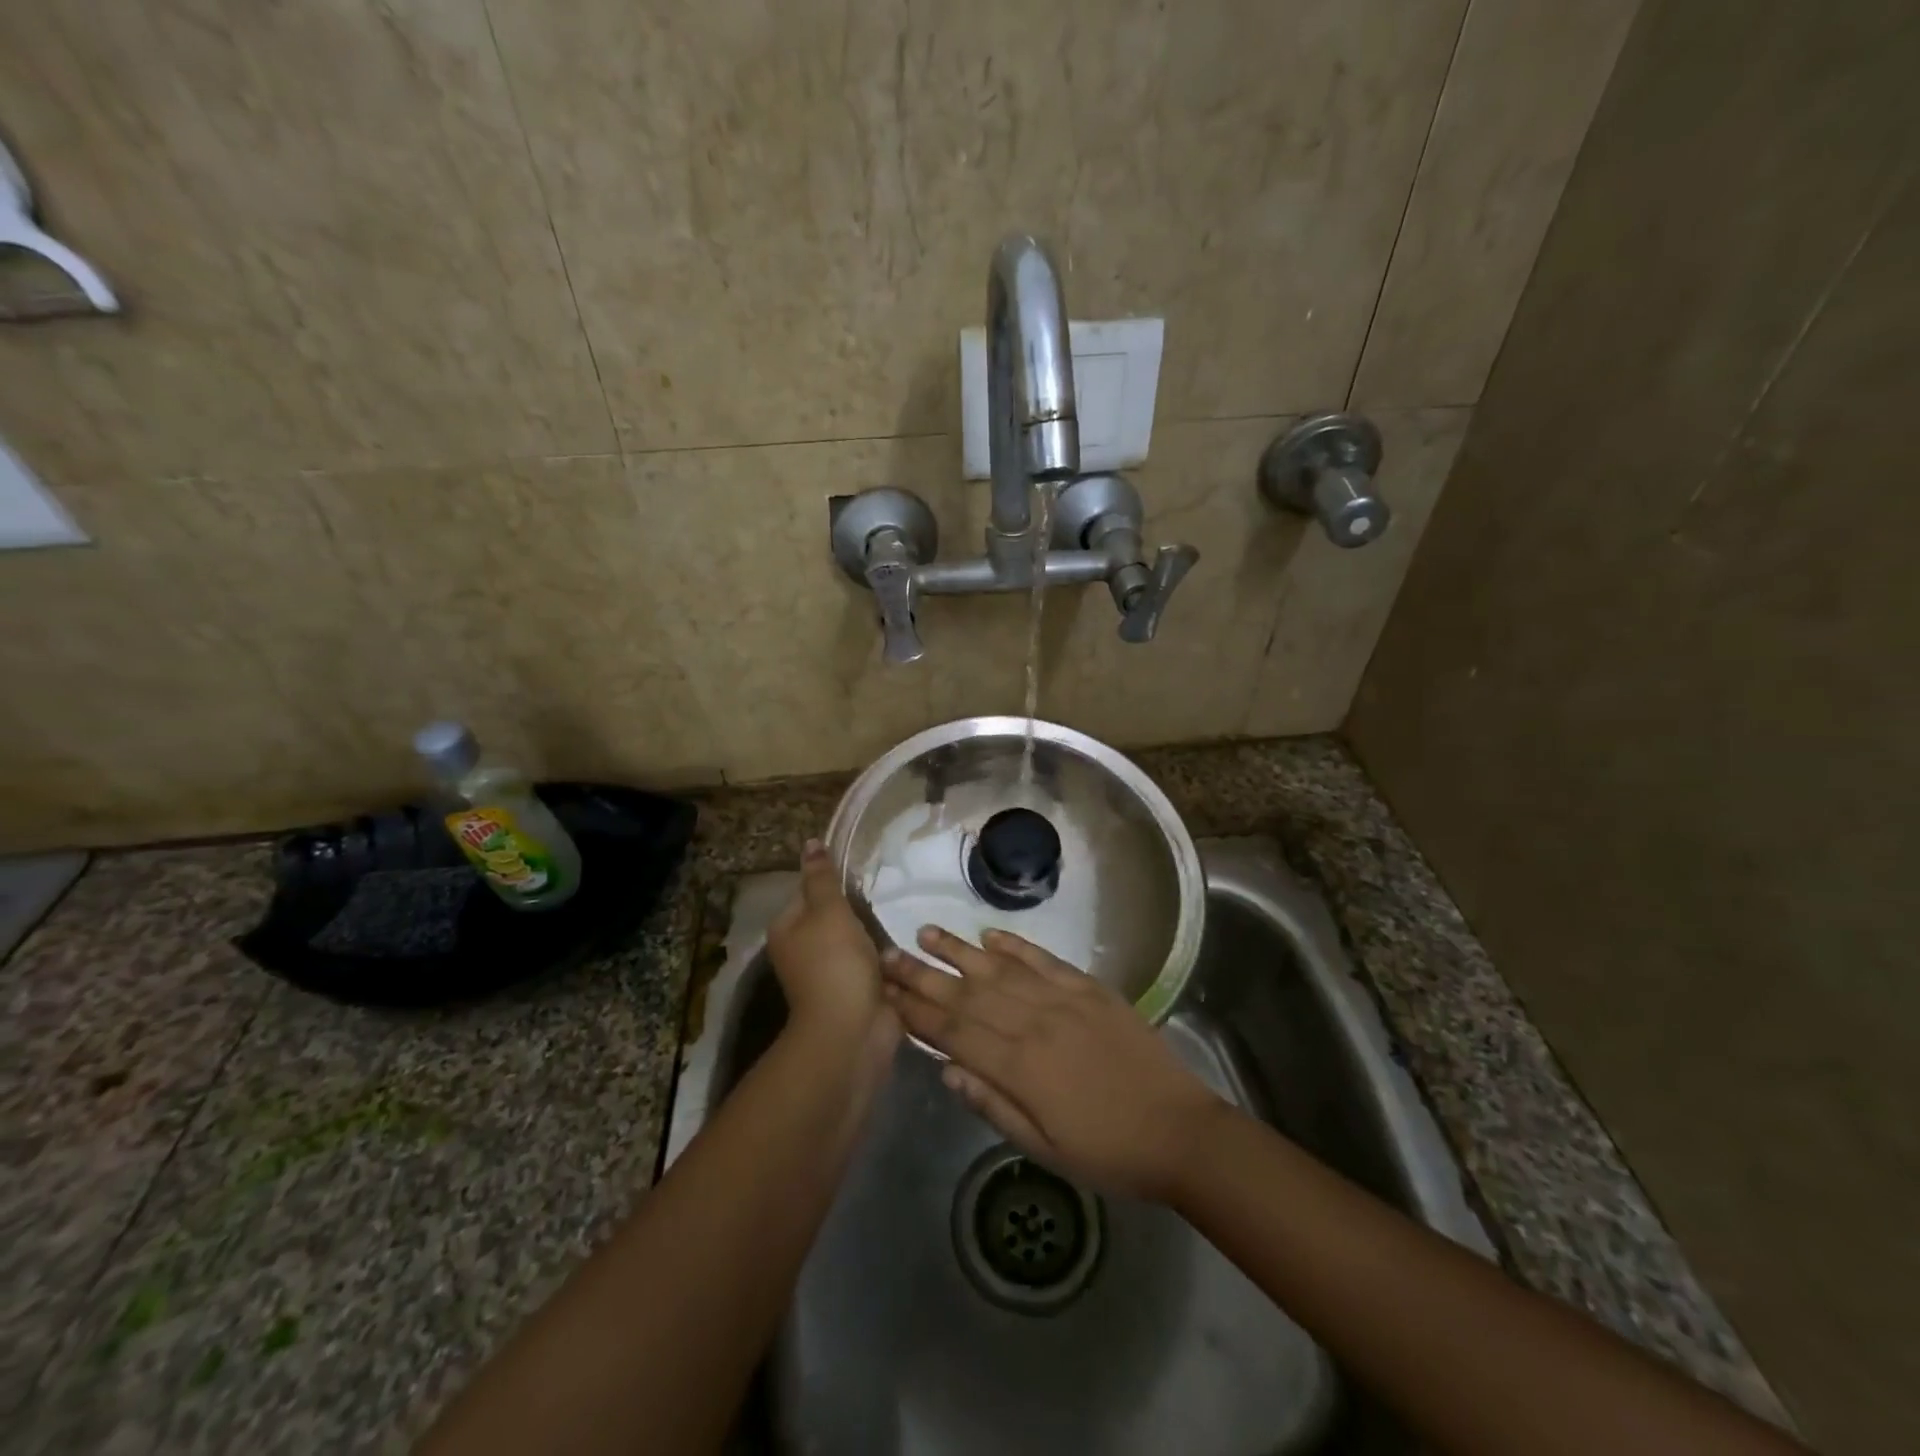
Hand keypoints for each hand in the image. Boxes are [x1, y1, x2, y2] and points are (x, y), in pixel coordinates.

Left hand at [767, 840, 894, 1058]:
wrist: (853, 1030)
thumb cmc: (835, 963)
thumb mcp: (828, 911)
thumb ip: (823, 877)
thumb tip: (810, 842)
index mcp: (787, 929)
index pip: (808, 891)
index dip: (833, 881)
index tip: (862, 872)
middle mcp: (803, 950)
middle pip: (833, 915)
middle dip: (859, 907)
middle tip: (888, 890)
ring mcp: (831, 973)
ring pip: (856, 939)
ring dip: (876, 931)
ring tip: (901, 911)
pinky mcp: (856, 990)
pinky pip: (873, 962)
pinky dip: (886, 955)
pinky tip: (906, 941)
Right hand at [881, 926, 1226, 1200]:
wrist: (1180, 1131)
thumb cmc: (1108, 1152)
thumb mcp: (1044, 1148)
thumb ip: (992, 1105)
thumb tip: (946, 1068)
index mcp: (1019, 1066)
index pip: (953, 1031)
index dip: (916, 1011)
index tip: (884, 992)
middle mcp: (1034, 1022)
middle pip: (968, 993)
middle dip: (923, 974)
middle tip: (888, 954)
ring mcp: (1064, 999)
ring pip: (1000, 968)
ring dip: (960, 950)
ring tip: (927, 933)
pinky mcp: (1090, 989)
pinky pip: (1045, 960)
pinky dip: (1016, 945)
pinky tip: (990, 934)